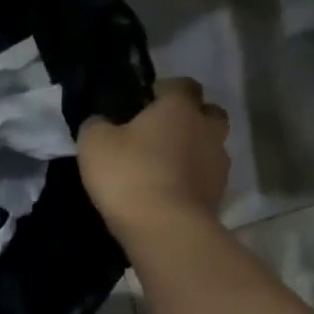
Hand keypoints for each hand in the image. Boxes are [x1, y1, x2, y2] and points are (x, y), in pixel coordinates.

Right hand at [78, 78, 230, 242]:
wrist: (165, 229)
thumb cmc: (129, 174)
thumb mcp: (94, 144)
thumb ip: (96, 125)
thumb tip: (100, 122)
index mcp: (180, 107)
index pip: (182, 84)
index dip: (163, 91)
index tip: (142, 105)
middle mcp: (208, 128)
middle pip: (206, 114)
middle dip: (188, 119)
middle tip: (159, 135)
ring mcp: (219, 164)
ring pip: (209, 148)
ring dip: (191, 153)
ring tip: (163, 170)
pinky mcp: (219, 195)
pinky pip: (205, 179)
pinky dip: (191, 182)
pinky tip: (168, 194)